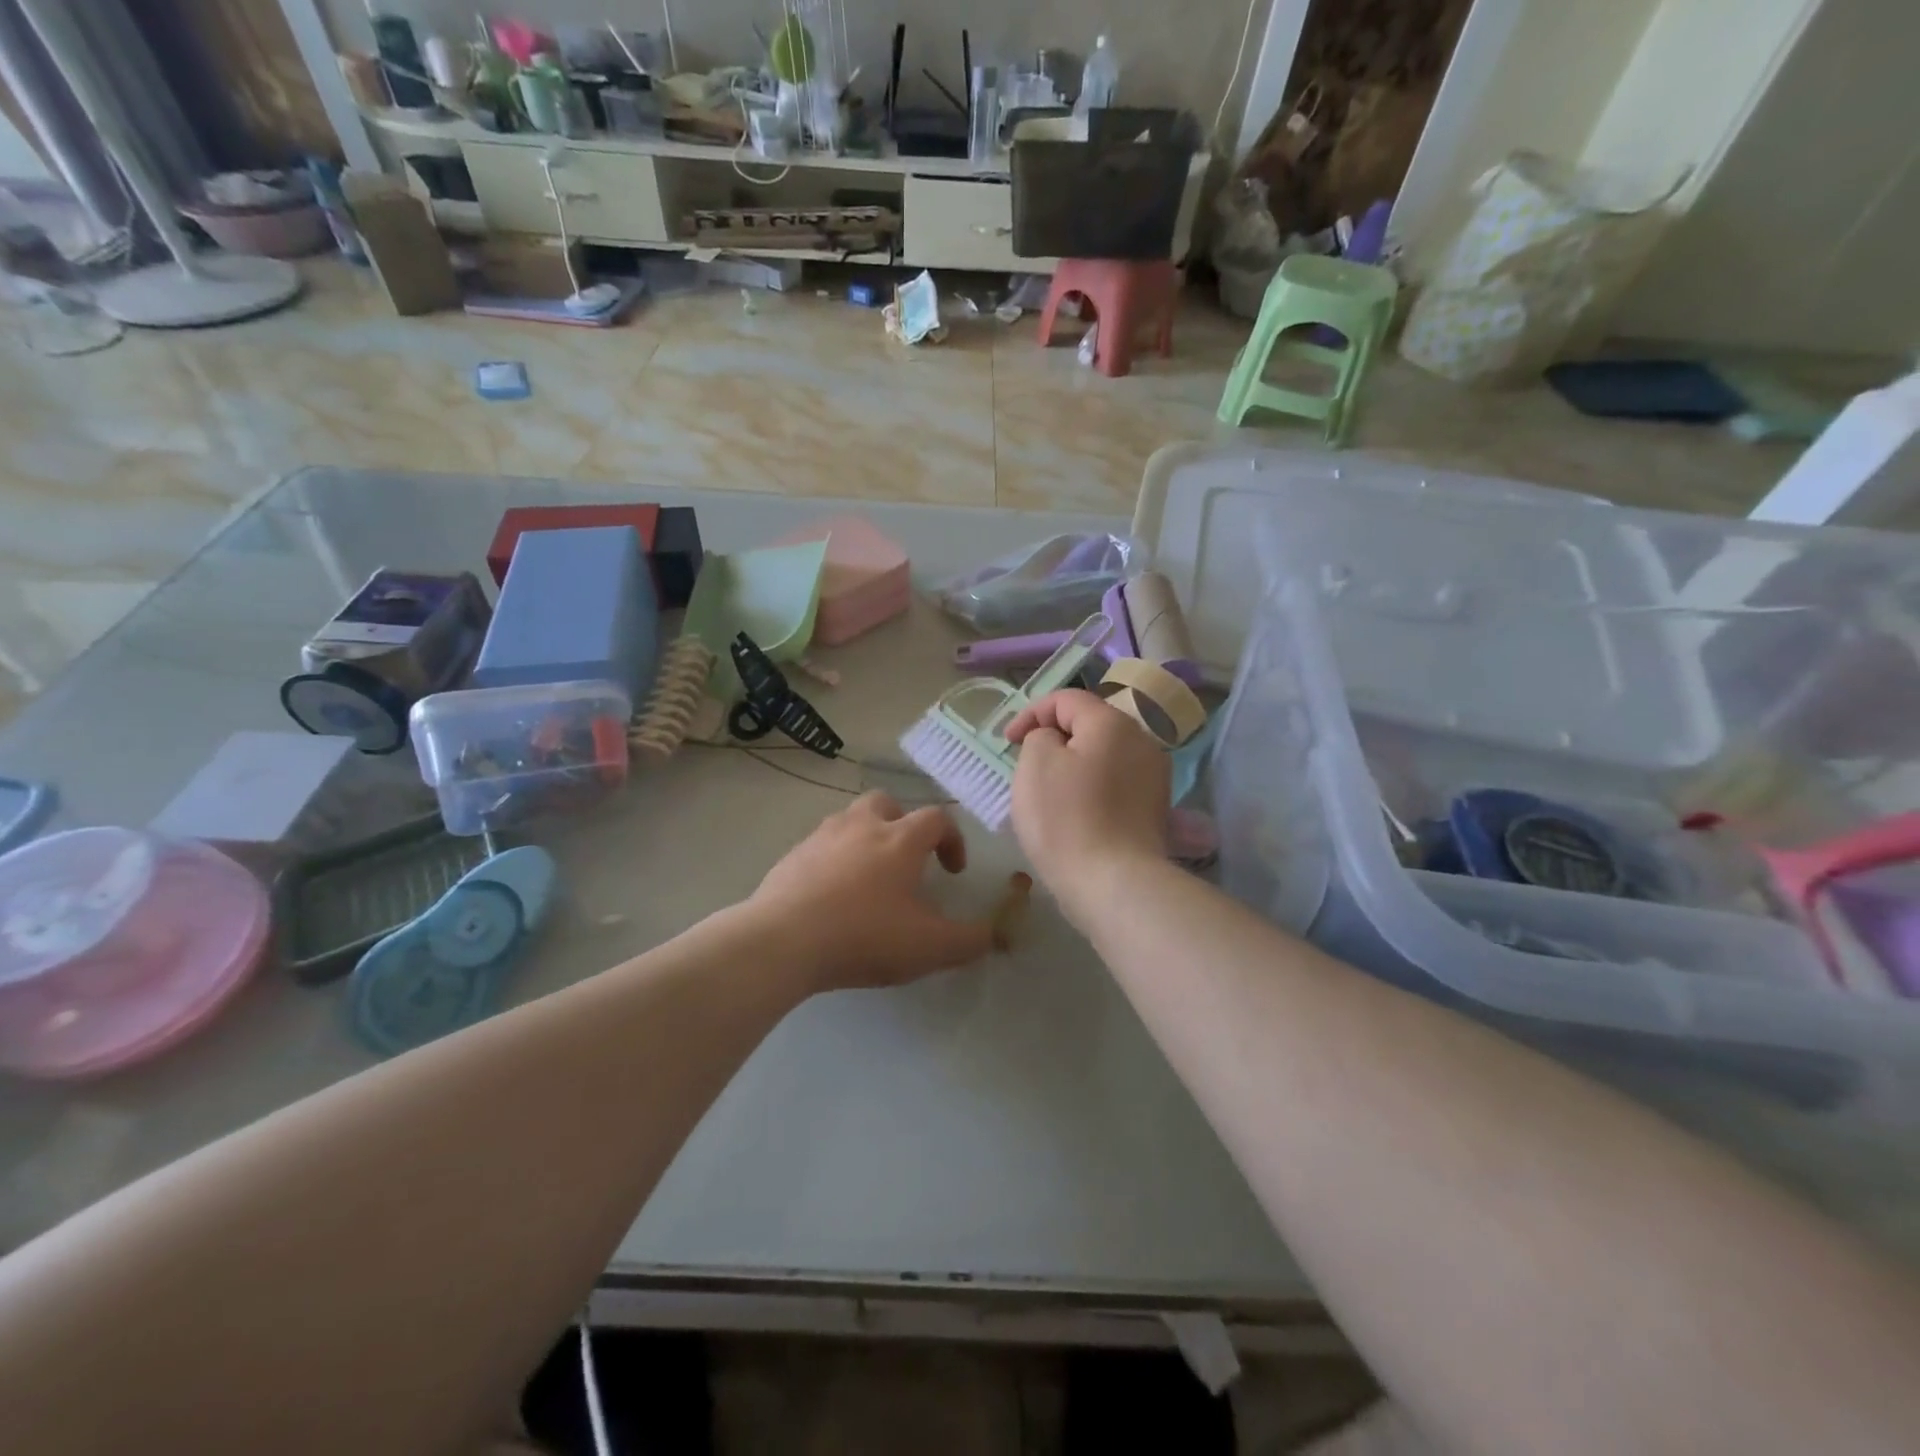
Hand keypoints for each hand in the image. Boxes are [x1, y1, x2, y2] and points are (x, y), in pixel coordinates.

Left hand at [749, 792, 996, 991]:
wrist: (782, 941)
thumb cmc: (864, 936)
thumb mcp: (930, 947)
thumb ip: (970, 940)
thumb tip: (992, 935)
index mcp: (900, 839)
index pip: (937, 819)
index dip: (953, 840)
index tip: (953, 871)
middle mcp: (861, 826)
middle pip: (886, 803)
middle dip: (902, 825)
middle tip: (906, 860)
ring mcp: (821, 837)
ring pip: (850, 820)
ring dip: (866, 839)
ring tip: (868, 879)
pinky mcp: (791, 857)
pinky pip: (820, 847)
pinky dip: (834, 861)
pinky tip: (831, 897)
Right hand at [1005, 690, 1170, 924]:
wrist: (1114, 884)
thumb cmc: (1066, 818)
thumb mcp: (1035, 763)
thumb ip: (1041, 736)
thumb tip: (1057, 741)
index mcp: (1113, 723)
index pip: (1067, 698)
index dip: (1031, 713)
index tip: (1008, 742)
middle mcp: (1142, 742)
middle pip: (1090, 726)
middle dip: (1054, 739)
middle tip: (1026, 764)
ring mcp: (1154, 777)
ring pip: (1104, 756)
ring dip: (1073, 765)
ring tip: (1048, 792)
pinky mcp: (1155, 810)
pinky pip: (1115, 785)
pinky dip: (1091, 789)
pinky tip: (1075, 814)